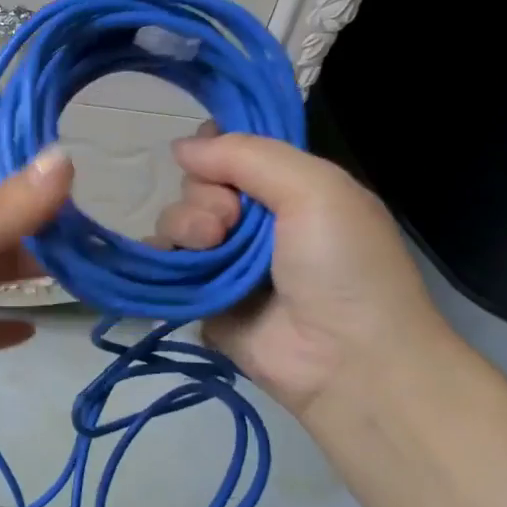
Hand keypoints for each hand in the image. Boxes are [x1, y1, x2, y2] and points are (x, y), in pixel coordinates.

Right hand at [155, 129, 449, 415]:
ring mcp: (225, 259)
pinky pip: (162, 262)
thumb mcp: (316, 188)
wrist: (347, 360)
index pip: (236, 150)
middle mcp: (255, 220)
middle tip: (231, 221)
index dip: (216, 146)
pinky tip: (173, 260)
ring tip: (209, 246)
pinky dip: (159, 254)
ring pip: (177, 219)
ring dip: (186, 224)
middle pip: (199, 183)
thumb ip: (248, 155)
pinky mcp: (200, 295)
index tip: (212, 154)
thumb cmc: (344, 265)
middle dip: (206, 194)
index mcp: (290, 188)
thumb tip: (181, 147)